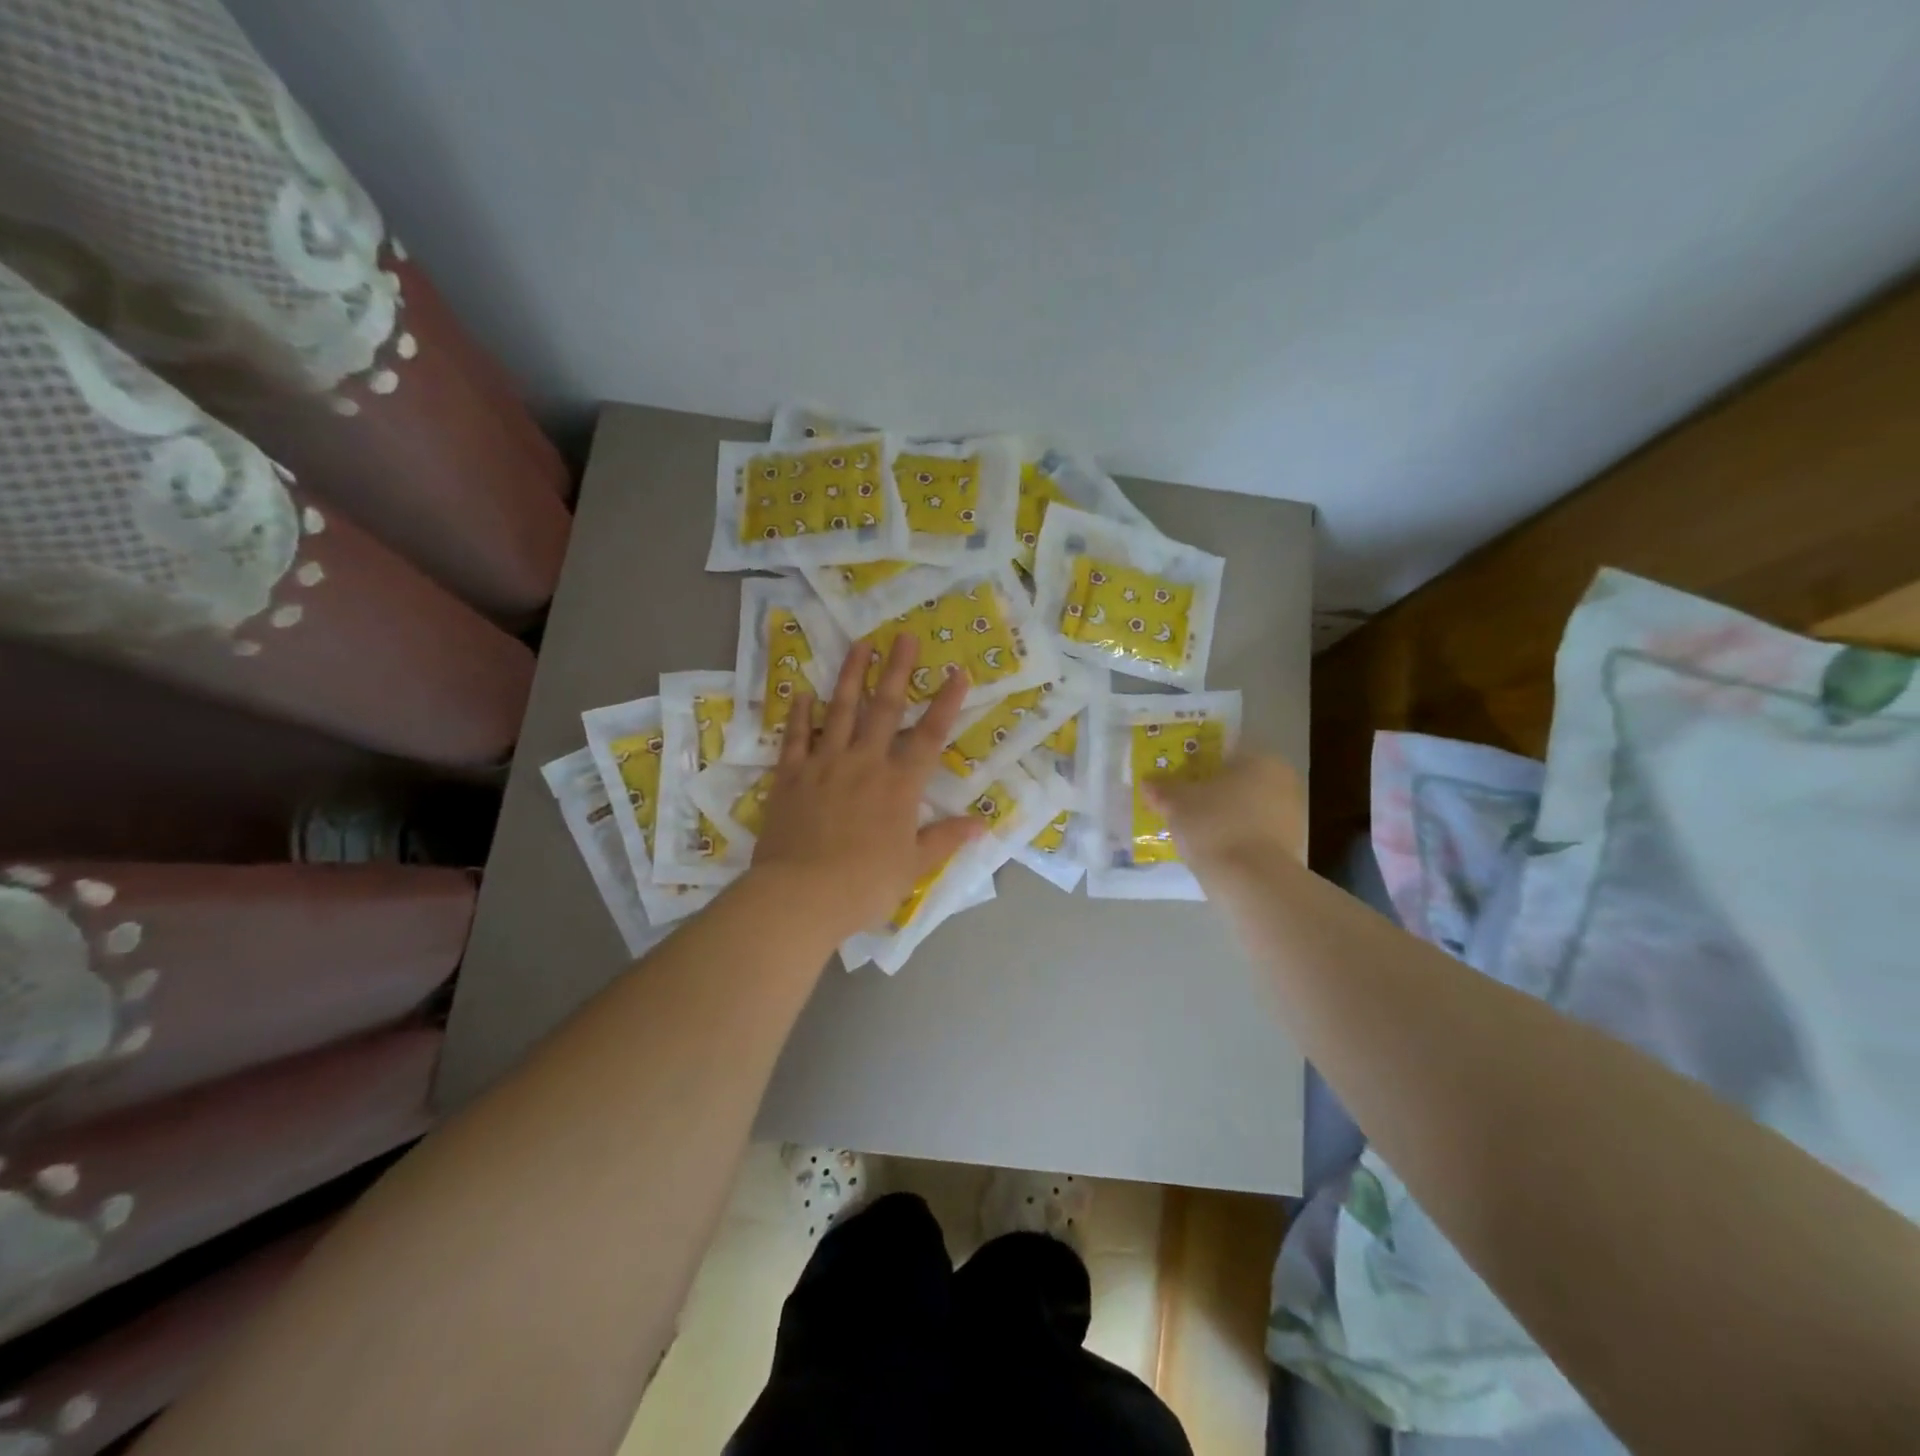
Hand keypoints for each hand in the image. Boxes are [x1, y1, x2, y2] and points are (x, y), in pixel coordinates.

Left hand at [749, 633, 983, 939]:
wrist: (802, 895)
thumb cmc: (865, 884)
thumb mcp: (914, 866)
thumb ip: (945, 839)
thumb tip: (981, 824)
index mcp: (899, 785)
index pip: (930, 736)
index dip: (946, 703)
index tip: (958, 672)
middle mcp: (864, 763)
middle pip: (885, 709)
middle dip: (899, 671)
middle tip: (904, 637)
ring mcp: (825, 764)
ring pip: (840, 710)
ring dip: (852, 675)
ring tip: (861, 645)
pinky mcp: (791, 775)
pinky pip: (796, 737)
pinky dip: (800, 713)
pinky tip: (803, 692)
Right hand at [1146, 753, 1305, 868]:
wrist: (1253, 881)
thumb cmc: (1215, 826)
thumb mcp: (1177, 803)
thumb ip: (1162, 788)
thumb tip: (1148, 782)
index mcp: (1262, 761)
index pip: (1224, 755)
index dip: (1196, 767)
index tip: (1177, 781)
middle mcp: (1284, 783)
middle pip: (1237, 783)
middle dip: (1211, 794)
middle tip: (1182, 806)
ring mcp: (1292, 817)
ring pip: (1246, 810)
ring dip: (1223, 818)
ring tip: (1193, 833)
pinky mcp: (1290, 849)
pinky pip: (1253, 835)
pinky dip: (1235, 839)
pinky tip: (1212, 851)